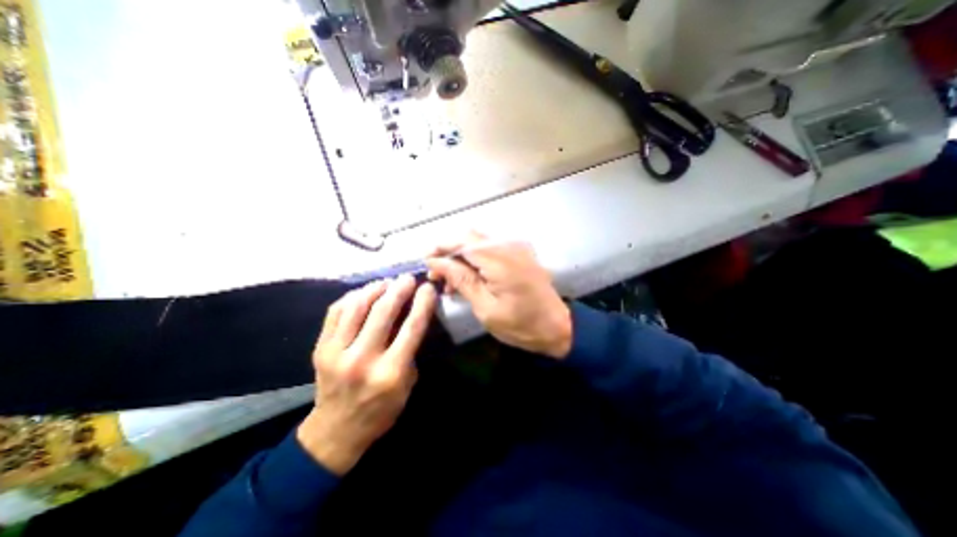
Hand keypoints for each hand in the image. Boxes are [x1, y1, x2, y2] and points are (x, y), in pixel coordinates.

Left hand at [296, 274, 435, 475]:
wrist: (336, 431)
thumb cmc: (381, 409)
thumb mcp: (408, 383)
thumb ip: (410, 349)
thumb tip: (411, 316)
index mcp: (391, 372)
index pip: (411, 327)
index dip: (422, 303)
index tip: (427, 288)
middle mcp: (363, 359)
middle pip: (383, 312)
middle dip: (399, 289)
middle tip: (407, 278)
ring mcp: (337, 353)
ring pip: (357, 307)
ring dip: (375, 289)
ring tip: (386, 282)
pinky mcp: (320, 349)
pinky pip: (336, 312)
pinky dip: (352, 297)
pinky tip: (364, 293)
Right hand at [423, 232, 570, 357]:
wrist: (558, 327)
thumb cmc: (521, 324)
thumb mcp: (486, 307)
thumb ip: (461, 280)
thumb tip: (436, 262)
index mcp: (500, 258)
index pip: (461, 241)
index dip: (440, 248)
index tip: (425, 263)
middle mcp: (509, 245)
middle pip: (469, 237)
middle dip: (448, 252)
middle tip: (436, 274)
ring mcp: (516, 247)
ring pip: (479, 242)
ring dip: (461, 257)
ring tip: (449, 281)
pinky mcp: (520, 253)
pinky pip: (491, 249)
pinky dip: (476, 259)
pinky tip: (468, 278)